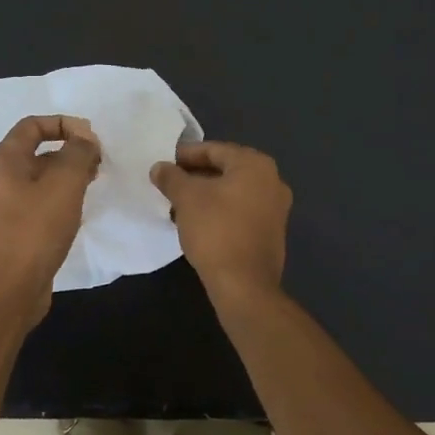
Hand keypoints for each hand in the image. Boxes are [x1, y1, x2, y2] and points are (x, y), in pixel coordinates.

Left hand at [0, 115, 101, 323]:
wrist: (7, 293)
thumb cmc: (34, 231)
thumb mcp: (64, 184)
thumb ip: (78, 153)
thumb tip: (84, 138)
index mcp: (4, 161)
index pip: (32, 125)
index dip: (64, 123)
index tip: (92, 138)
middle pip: (37, 151)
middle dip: (70, 151)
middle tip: (98, 163)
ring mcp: (4, 208)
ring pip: (40, 179)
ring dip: (68, 176)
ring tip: (93, 185)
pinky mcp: (13, 232)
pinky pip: (39, 203)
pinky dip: (60, 199)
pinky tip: (78, 212)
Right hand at [149, 141, 292, 304]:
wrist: (244, 285)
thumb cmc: (216, 230)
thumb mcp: (186, 198)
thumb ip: (171, 177)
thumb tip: (159, 167)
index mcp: (255, 165)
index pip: (214, 150)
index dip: (185, 155)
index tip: (163, 164)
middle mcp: (272, 181)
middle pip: (225, 170)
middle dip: (195, 176)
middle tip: (169, 184)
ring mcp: (276, 208)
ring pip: (232, 192)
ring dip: (205, 196)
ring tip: (177, 206)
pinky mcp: (271, 232)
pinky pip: (240, 211)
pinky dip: (219, 211)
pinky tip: (197, 223)